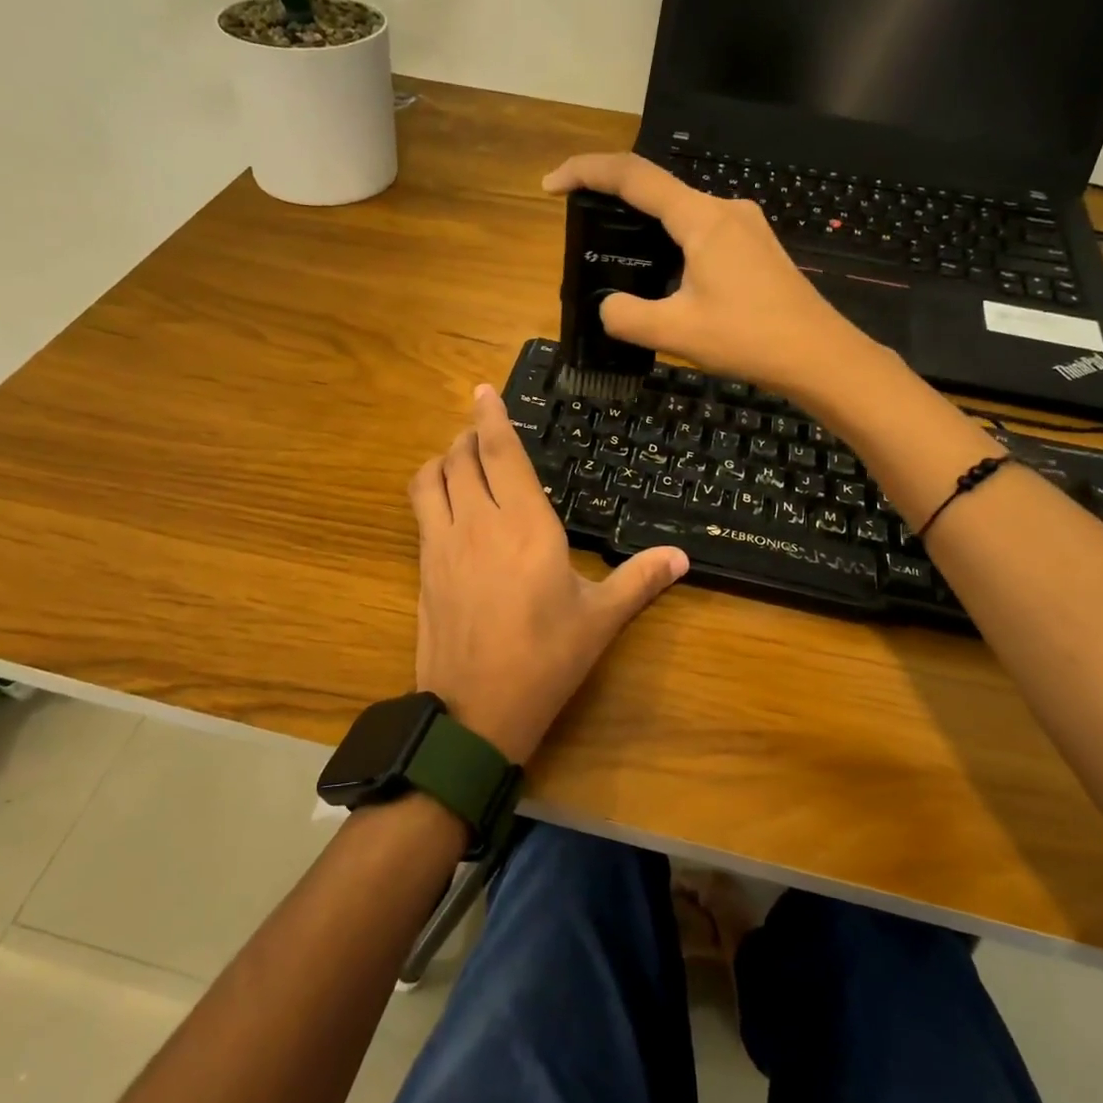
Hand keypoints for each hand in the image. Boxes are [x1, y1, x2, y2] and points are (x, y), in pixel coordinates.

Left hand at [408, 385, 688, 763]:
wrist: (476, 712)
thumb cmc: (546, 660)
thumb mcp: (600, 619)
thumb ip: (639, 580)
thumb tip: (682, 557)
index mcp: (526, 526)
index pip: (501, 453)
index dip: (491, 416)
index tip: (484, 390)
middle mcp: (478, 523)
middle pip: (461, 457)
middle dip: (470, 435)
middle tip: (484, 431)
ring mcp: (442, 544)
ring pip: (431, 478)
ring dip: (444, 458)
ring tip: (462, 459)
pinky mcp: (423, 568)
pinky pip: (421, 509)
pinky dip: (431, 489)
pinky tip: (448, 504)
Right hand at [542, 152, 868, 395]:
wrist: (820, 356)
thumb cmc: (750, 338)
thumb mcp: (676, 331)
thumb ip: (627, 316)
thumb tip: (608, 306)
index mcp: (701, 218)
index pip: (633, 176)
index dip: (586, 171)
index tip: (551, 185)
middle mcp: (724, 209)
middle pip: (657, 189)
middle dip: (613, 200)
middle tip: (580, 226)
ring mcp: (745, 227)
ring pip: (681, 214)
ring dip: (644, 226)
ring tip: (618, 256)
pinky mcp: (755, 248)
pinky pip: (701, 233)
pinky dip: (671, 243)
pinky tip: (664, 276)